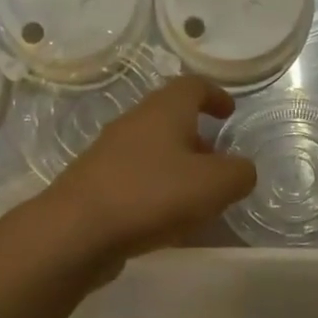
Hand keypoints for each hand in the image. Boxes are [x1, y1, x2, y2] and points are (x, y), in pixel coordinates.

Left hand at [45, 76, 256, 262]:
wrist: (76, 231)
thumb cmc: (152, 195)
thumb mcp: (215, 185)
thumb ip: (239, 173)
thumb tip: (240, 170)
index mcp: (164, 111)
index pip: (192, 86)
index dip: (215, 95)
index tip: (229, 113)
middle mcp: (133, 124)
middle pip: (170, 119)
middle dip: (197, 138)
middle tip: (217, 164)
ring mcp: (109, 155)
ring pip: (152, 151)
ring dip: (176, 167)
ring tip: (196, 199)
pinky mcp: (95, 186)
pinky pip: (135, 180)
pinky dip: (156, 190)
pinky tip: (165, 220)